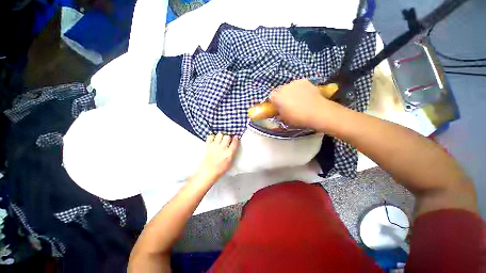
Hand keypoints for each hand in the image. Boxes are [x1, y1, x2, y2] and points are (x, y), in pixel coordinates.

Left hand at [195, 133, 238, 182]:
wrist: (208, 172)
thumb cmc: (220, 169)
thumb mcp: (230, 163)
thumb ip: (232, 154)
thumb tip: (234, 146)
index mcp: (229, 153)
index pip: (234, 142)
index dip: (236, 138)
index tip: (235, 137)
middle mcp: (222, 148)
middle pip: (227, 136)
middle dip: (228, 137)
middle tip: (227, 139)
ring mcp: (215, 146)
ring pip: (219, 135)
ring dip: (220, 136)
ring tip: (220, 139)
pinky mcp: (208, 146)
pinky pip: (210, 136)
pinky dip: (212, 137)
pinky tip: (213, 140)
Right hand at [269, 79, 334, 129]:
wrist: (317, 112)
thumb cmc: (298, 118)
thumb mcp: (285, 119)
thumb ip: (279, 113)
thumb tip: (278, 111)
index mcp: (277, 98)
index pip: (271, 96)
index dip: (274, 101)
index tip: (278, 106)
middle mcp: (283, 88)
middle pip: (279, 90)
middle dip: (281, 95)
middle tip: (287, 103)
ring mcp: (294, 83)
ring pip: (288, 87)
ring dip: (290, 91)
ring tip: (297, 98)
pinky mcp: (303, 81)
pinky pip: (297, 84)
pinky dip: (299, 88)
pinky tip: (304, 94)